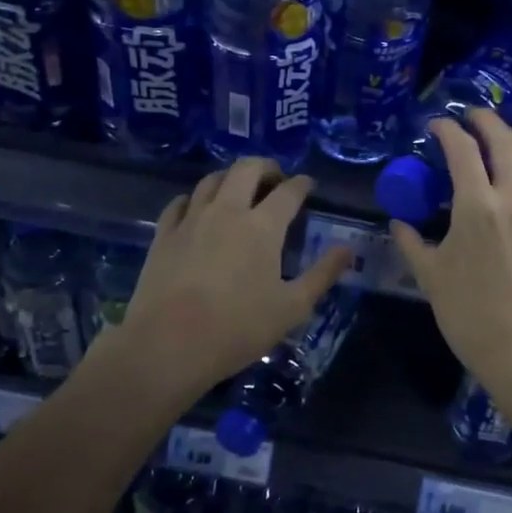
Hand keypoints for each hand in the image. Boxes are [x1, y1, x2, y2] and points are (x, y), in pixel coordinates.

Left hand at [114, 157, 351, 399]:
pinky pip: (180, 202)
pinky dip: (194, 198)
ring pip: (211, 179)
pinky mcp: (164, 234)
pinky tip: (197, 209)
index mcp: (262, 226)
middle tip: (275, 179)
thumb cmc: (237, 328)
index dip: (302, 184)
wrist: (167, 346)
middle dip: (266, 166)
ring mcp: (191, 219)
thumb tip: (347, 249)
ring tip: (239, 190)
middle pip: (246, 169)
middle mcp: (227, 210)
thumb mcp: (292, 308)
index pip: (288, 191)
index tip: (308, 185)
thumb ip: (322, 274)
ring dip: (230, 177)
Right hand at [389, 110, 511, 394]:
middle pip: (505, 142)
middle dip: (487, 121)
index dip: (448, 130)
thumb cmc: (467, 313)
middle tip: (471, 115)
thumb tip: (398, 223)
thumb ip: (412, 243)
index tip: (437, 124)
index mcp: (477, 207)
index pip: (463, 150)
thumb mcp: (429, 276)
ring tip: (500, 134)